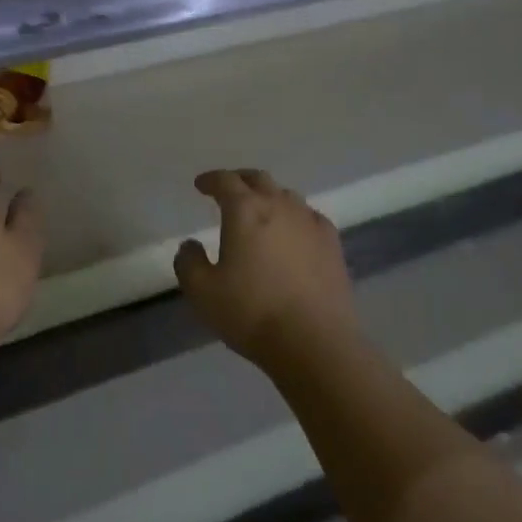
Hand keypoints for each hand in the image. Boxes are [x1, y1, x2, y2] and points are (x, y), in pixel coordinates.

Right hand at [174, 169, 355, 367]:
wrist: (315, 341)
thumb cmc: (252, 313)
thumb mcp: (202, 292)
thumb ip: (188, 263)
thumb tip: (190, 245)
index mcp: (245, 210)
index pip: (225, 181)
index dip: (211, 180)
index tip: (201, 185)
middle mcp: (279, 205)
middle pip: (258, 179)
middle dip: (240, 180)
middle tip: (228, 190)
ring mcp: (310, 222)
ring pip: (287, 195)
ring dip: (269, 197)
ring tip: (260, 211)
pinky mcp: (332, 243)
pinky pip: (310, 217)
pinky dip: (295, 217)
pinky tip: (294, 231)